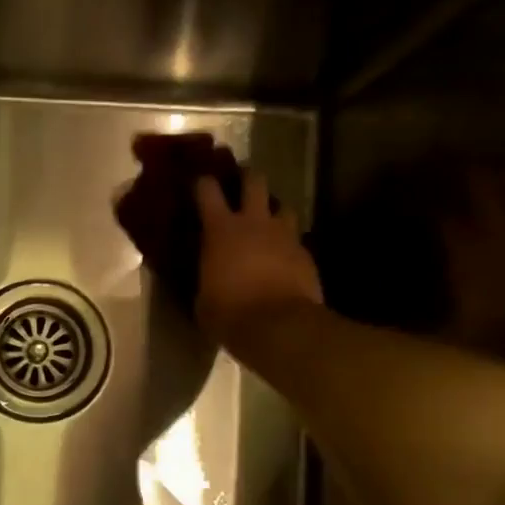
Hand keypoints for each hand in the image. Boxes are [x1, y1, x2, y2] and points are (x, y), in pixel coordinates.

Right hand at [193, 171, 324, 350]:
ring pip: (283, 206)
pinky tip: (282, 258)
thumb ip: (205, 277)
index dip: (202, 183)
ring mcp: (285, 236)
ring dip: (273, 211)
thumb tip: (207, 277)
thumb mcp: (202, 298)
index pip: (208, 190)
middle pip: (255, 181)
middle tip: (240, 182)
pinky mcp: (306, 254)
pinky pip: (295, 239)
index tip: (198, 182)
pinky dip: (287, 244)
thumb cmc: (229, 313)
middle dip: (246, 177)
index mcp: (221, 230)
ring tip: (267, 222)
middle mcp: (254, 223)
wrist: (279, 327)